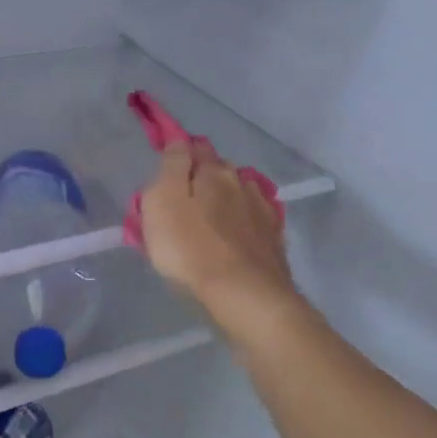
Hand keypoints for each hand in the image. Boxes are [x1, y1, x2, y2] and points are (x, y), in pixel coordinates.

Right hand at [140, 141, 297, 335]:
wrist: (245, 295)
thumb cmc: (190, 246)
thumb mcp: (162, 200)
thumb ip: (171, 165)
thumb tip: (179, 141)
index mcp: (213, 170)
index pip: (193, 147)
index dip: (179, 152)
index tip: (167, 164)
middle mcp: (241, 182)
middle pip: (218, 170)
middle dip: (202, 178)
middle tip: (183, 200)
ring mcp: (262, 210)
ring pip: (238, 194)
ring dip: (225, 200)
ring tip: (210, 220)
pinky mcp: (274, 240)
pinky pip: (253, 220)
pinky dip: (243, 223)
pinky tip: (235, 236)